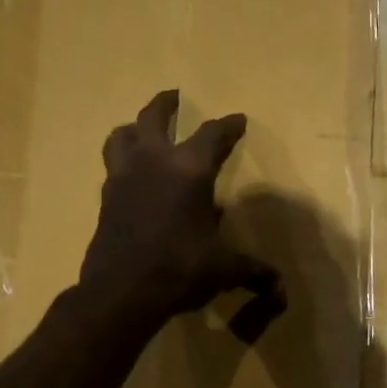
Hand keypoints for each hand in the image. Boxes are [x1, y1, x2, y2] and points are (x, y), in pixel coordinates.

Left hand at [79, 90, 280, 323]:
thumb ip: (252, 271)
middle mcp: (154, 162)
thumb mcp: (224, 269)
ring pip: (123, 135)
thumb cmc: (180, 269)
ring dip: (135, 127)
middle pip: (154, 117)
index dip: (228, 126)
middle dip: (167, 104)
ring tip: (142, 130)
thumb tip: (280, 289)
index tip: (238, 120)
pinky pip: (113, 165)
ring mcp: (124, 176)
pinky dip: (123, 160)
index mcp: (189, 170)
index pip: (213, 135)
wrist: (122, 291)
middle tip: (174, 96)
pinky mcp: (106, 197)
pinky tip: (131, 174)